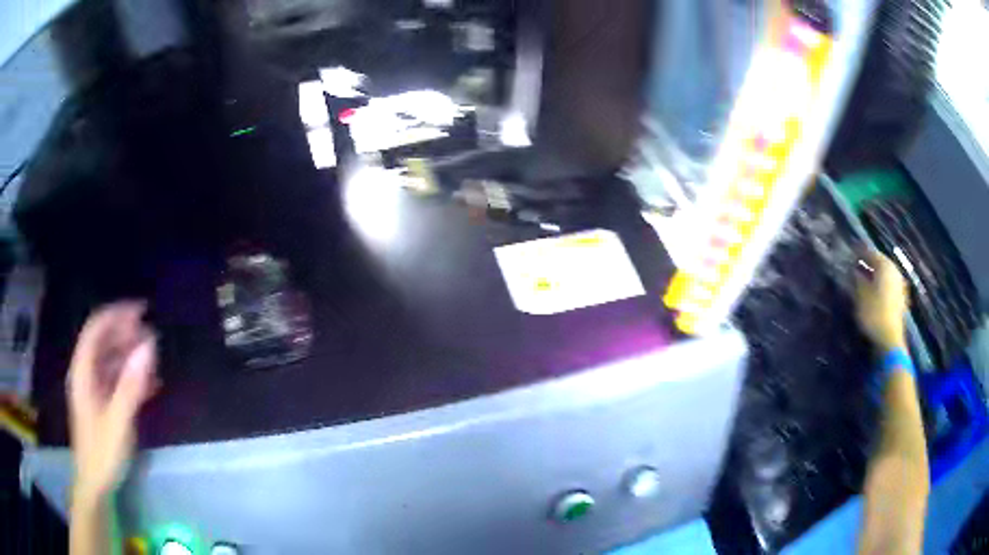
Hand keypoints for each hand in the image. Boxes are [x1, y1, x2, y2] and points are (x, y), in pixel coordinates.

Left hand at [68, 301, 158, 503]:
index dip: (116, 314)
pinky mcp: (101, 404)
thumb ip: (131, 384)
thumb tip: (148, 346)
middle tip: (152, 335)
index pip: (95, 329)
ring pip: (110, 361)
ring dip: (130, 356)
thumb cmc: (102, 453)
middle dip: (126, 333)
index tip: (141, 310)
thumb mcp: (117, 421)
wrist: (95, 484)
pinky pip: (115, 380)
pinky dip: (131, 377)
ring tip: (154, 359)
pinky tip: (150, 385)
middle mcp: (85, 374)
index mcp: (83, 373)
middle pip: (103, 342)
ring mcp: (93, 390)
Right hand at [856, 251, 909, 350]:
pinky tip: (876, 292)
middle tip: (857, 266)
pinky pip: (890, 286)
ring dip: (876, 275)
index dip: (859, 253)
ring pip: (886, 274)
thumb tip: (854, 270)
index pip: (870, 253)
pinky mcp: (901, 299)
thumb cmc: (873, 314)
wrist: (890, 340)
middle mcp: (895, 271)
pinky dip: (882, 286)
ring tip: (866, 279)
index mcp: (885, 265)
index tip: (850, 254)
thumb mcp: (860, 296)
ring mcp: (900, 285)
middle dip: (870, 264)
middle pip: (880, 262)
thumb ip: (857, 280)